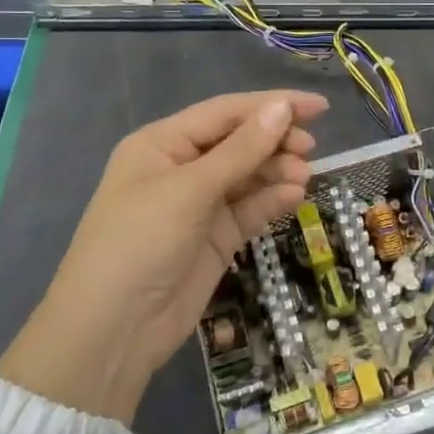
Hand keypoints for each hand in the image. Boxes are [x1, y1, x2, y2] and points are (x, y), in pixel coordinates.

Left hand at [0, 89, 329, 422]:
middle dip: (275, 141)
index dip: (272, 105)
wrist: (114, 329)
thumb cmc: (141, 241)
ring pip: (247, 176)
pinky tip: (294, 196)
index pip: (225, 113)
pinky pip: (248, 210)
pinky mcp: (214, 238)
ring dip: (276, 171)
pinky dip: (271, 200)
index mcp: (163, 144)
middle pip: (238, 142)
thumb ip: (241, 150)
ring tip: (303, 176)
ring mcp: (198, 206)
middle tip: (311, 148)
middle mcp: (180, 168)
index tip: (319, 107)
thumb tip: (282, 108)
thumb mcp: (190, 189)